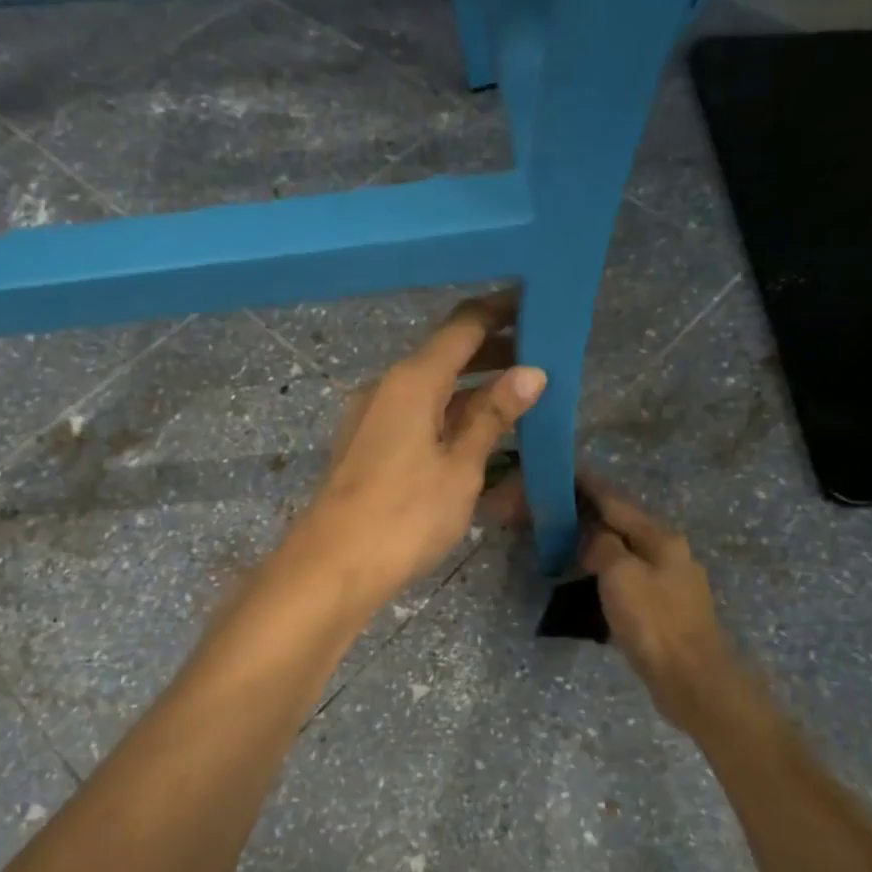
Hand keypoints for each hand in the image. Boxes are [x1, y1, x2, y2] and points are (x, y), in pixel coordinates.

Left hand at [293, 293, 545, 612]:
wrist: (331, 567)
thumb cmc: (404, 516)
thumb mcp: (460, 468)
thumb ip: (492, 416)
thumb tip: (531, 373)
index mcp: (412, 381)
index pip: (463, 327)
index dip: (501, 312)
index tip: (538, 305)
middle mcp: (387, 387)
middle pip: (445, 355)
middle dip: (492, 352)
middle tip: (540, 358)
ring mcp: (371, 416)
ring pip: (430, 388)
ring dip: (471, 388)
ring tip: (518, 398)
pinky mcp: (365, 445)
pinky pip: (415, 415)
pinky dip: (448, 415)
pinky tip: (475, 435)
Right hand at [577, 479, 733, 732]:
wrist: (692, 679)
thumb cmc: (654, 621)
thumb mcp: (619, 574)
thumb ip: (602, 545)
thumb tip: (592, 535)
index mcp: (660, 537)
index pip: (616, 501)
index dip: (589, 485)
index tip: (565, 471)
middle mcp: (669, 552)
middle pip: (623, 524)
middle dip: (591, 515)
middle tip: (557, 511)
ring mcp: (670, 581)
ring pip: (625, 552)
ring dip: (597, 545)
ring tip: (567, 543)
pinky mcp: (665, 608)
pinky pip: (628, 577)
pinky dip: (606, 571)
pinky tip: (590, 579)